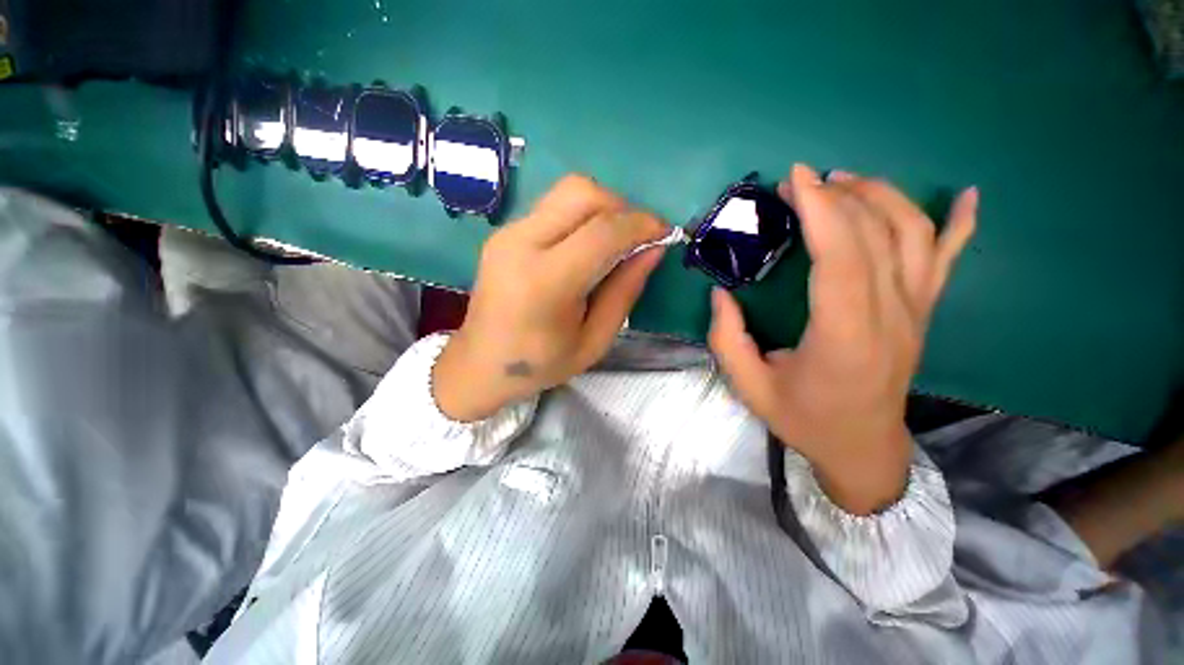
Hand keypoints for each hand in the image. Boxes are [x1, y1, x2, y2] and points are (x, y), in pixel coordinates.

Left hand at [433, 175, 667, 421]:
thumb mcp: (594, 340)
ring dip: (603, 206)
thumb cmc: (540, 363)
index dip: (641, 225)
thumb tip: (654, 249)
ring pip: (567, 191)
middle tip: (639, 236)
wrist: (480, 364)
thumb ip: (625, 291)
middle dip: (622, 206)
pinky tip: (589, 243)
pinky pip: (553, 205)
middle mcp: (521, 245)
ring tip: (617, 239)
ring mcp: (507, 233)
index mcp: (545, 283)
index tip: (666, 233)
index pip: (602, 232)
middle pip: (582, 193)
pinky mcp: (504, 232)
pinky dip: (582, 214)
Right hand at [709, 164, 977, 514]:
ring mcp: (915, 312)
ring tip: (845, 180)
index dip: (821, 212)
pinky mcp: (923, 313)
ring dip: (881, 197)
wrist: (862, 447)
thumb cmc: (803, 419)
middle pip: (877, 237)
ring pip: (915, 237)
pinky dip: (961, 223)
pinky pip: (950, 261)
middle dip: (838, 196)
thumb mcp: (749, 387)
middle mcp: (889, 318)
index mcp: (843, 338)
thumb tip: (721, 295)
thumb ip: (727, 340)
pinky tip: (967, 195)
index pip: (842, 259)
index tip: (795, 179)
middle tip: (802, 181)